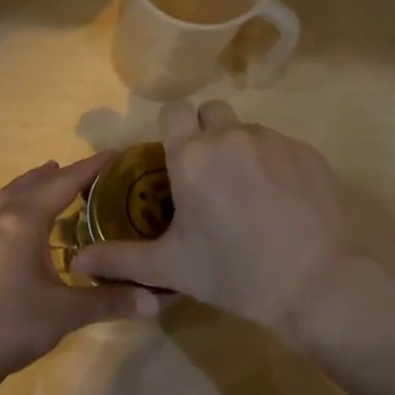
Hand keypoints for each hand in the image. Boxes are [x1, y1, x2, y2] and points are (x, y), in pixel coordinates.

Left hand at [0, 154, 160, 387]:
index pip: (62, 186)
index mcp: (24, 223)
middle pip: (29, 187)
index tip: (110, 155)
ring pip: (0, 199)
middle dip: (56, 175)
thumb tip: (157, 300)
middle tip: (79, 171)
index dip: (88, 169)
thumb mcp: (70, 312)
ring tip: (40, 179)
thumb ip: (112, 300)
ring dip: (23, 187)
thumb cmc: (17, 324)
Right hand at [71, 100, 359, 333]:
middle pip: (211, 113)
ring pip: (247, 130)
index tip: (176, 161)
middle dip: (206, 134)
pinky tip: (281, 203)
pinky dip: (274, 164)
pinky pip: (280, 145)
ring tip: (249, 197)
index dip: (172, 130)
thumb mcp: (171, 268)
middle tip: (210, 178)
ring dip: (240, 151)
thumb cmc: (234, 273)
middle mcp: (230, 136)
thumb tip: (76, 262)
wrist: (317, 284)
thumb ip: (120, 259)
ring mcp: (273, 140)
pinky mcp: (308, 152)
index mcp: (192, 155)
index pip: (174, 111)